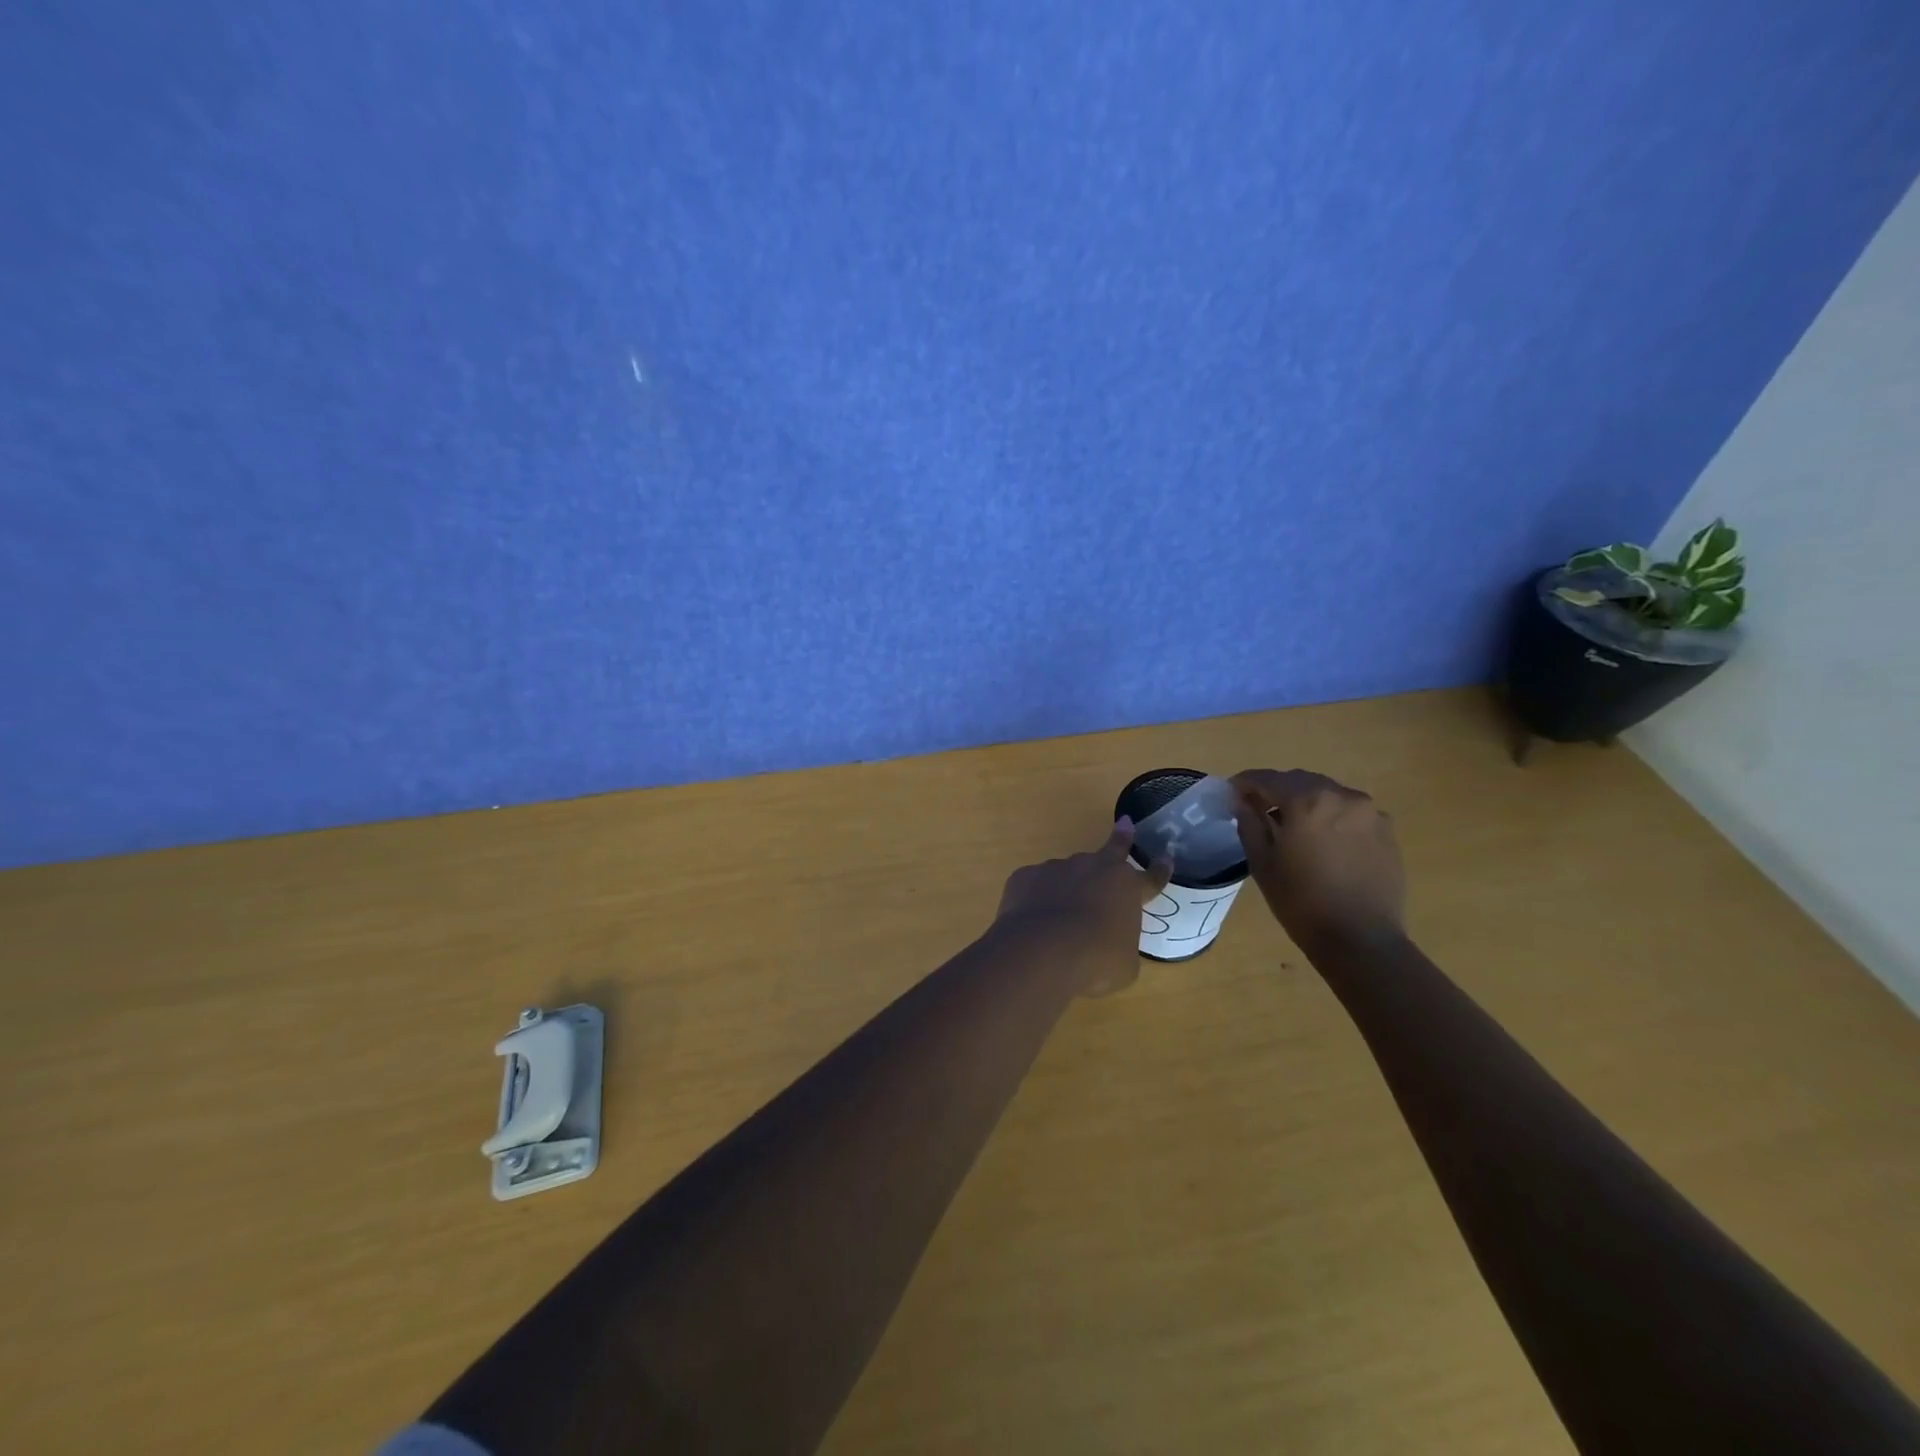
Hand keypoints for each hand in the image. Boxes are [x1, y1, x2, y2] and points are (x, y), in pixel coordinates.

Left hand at [993, 819, 1172, 995]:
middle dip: (1122, 837)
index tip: (1165, 857)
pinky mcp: (1026, 875)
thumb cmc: (1095, 960)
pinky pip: (1035, 886)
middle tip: (1125, 825)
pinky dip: (1036, 899)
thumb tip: (1111, 943)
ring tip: (1058, 919)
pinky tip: (1031, 920)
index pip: (1151, 878)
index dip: (1160, 870)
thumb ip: (1121, 944)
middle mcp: (1094, 868)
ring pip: (1068, 873)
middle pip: (1112, 850)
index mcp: (1126, 888)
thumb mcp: (1124, 963)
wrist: (1042, 950)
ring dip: (1068, 888)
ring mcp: (1057, 868)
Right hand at [1229, 769, 1405, 952]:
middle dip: (1277, 790)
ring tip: (1293, 826)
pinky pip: (1350, 812)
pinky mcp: (1386, 830)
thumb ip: (1249, 823)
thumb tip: (1241, 801)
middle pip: (1300, 781)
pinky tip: (1324, 841)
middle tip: (1259, 809)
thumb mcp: (1262, 863)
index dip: (1245, 783)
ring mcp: (1369, 811)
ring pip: (1328, 794)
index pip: (1267, 779)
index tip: (1232, 792)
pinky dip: (1331, 817)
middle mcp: (1341, 795)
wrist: (1361, 940)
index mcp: (1307, 801)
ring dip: (1306, 801)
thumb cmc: (1301, 902)